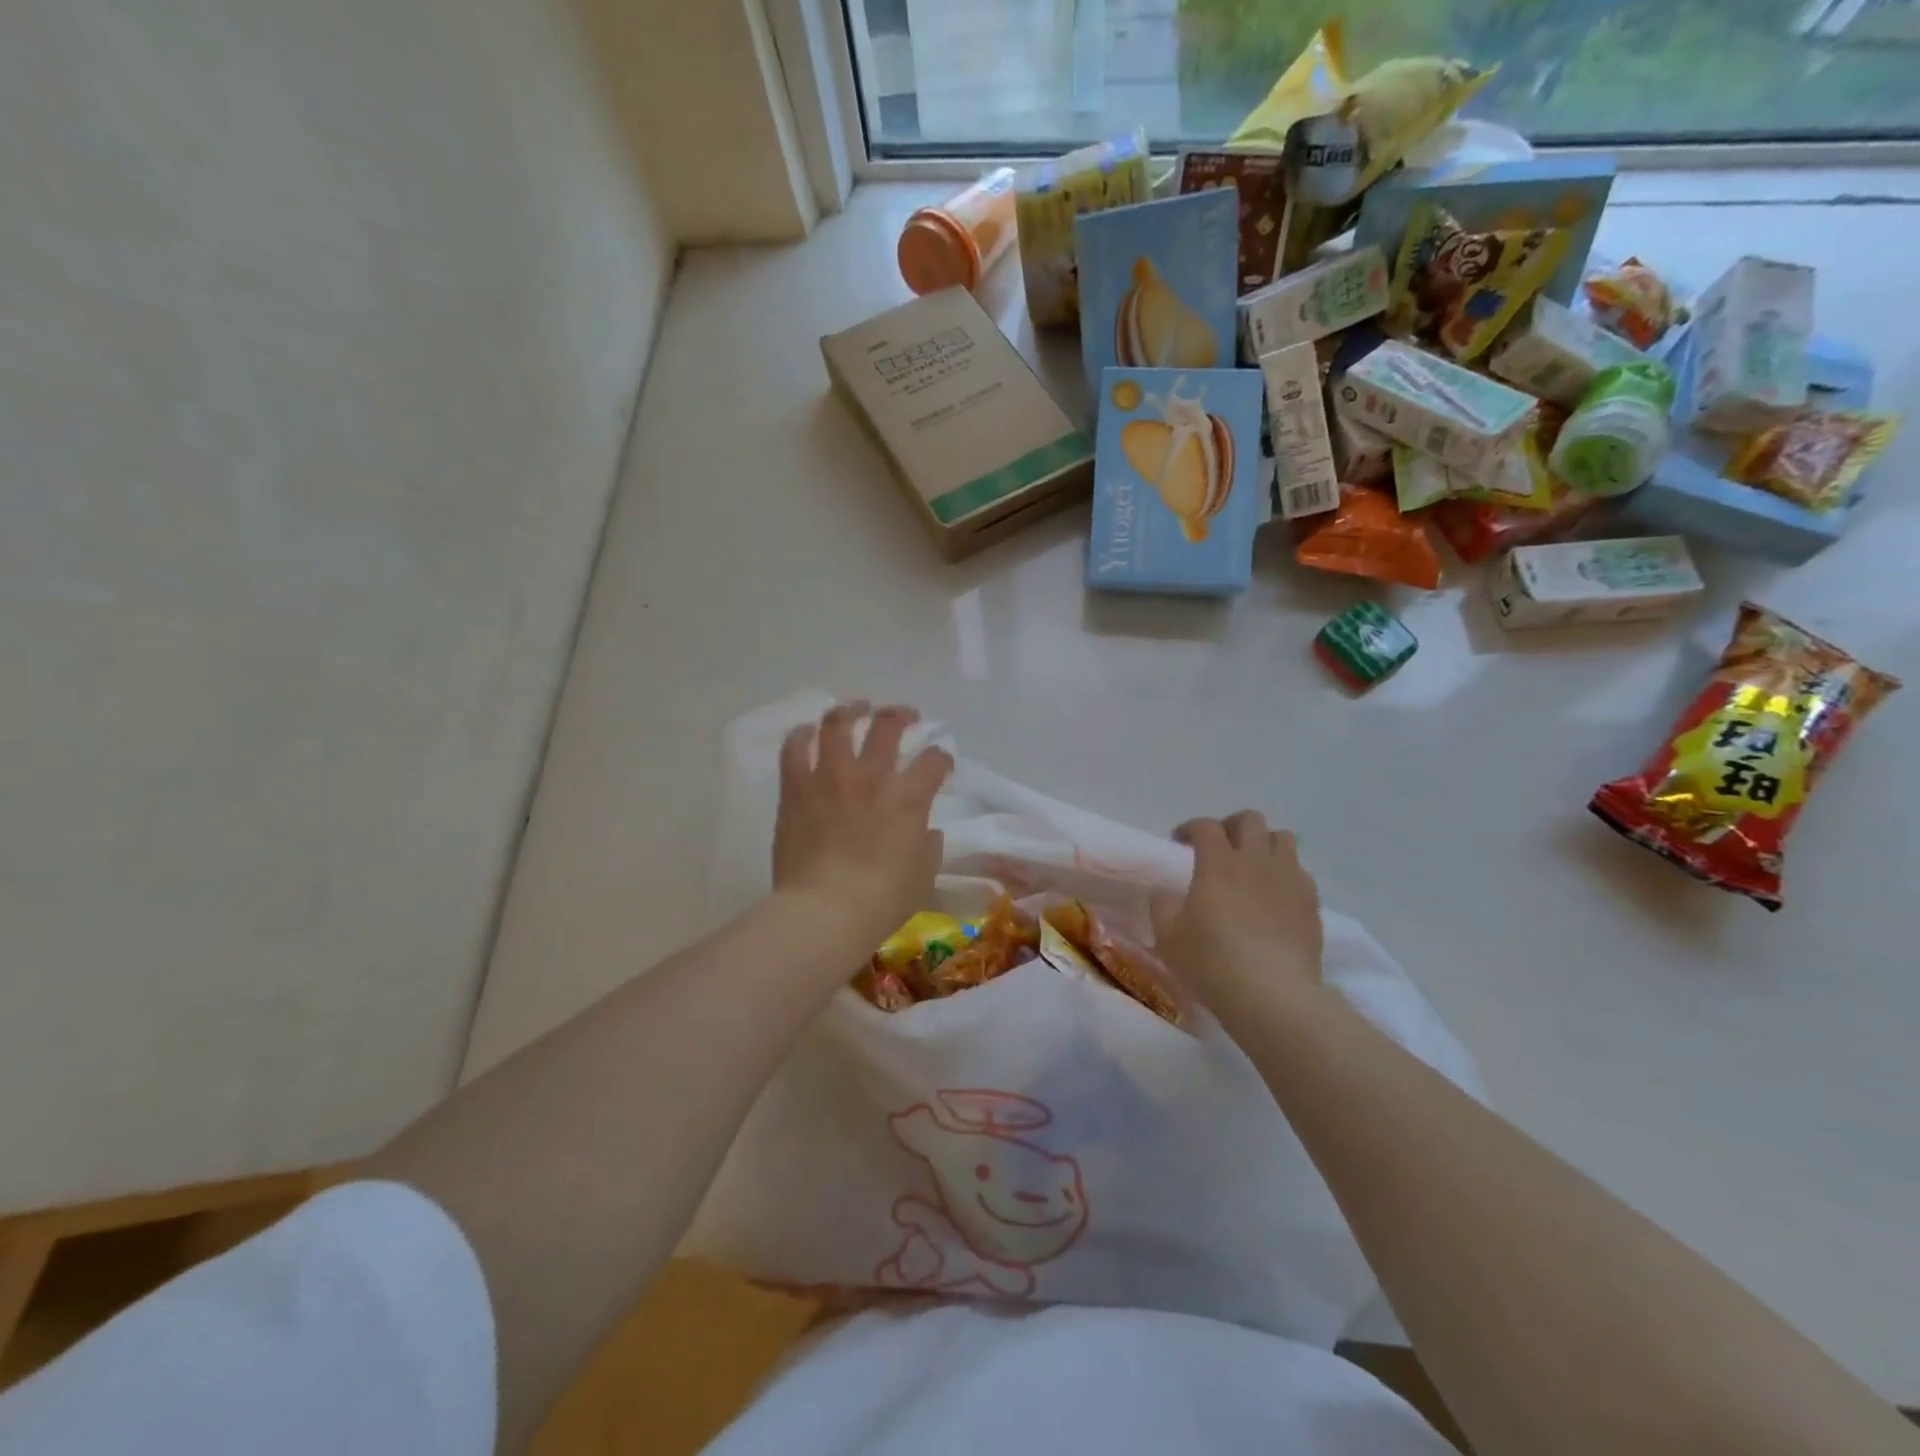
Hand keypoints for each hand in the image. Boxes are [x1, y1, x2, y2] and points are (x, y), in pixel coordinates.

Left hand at [772, 702, 951, 953]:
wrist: (824, 912)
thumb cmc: (881, 901)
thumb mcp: (922, 877)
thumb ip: (929, 848)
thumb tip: (927, 832)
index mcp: (908, 797)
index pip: (933, 761)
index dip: (941, 758)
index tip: (940, 763)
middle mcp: (871, 777)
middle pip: (887, 725)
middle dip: (900, 715)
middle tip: (904, 716)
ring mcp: (830, 778)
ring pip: (838, 724)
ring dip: (850, 711)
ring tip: (855, 709)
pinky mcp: (797, 789)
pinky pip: (795, 749)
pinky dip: (802, 736)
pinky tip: (807, 733)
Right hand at [1150, 811, 1322, 1015]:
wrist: (1273, 996)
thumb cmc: (1212, 963)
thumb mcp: (1168, 938)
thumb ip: (1162, 907)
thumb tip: (1164, 894)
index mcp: (1217, 863)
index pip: (1205, 826)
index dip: (1190, 828)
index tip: (1180, 843)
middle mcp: (1256, 861)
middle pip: (1249, 820)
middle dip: (1231, 826)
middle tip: (1219, 847)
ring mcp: (1289, 879)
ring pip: (1282, 838)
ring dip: (1264, 844)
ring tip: (1252, 866)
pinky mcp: (1311, 903)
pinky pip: (1300, 872)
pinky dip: (1285, 874)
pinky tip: (1275, 896)